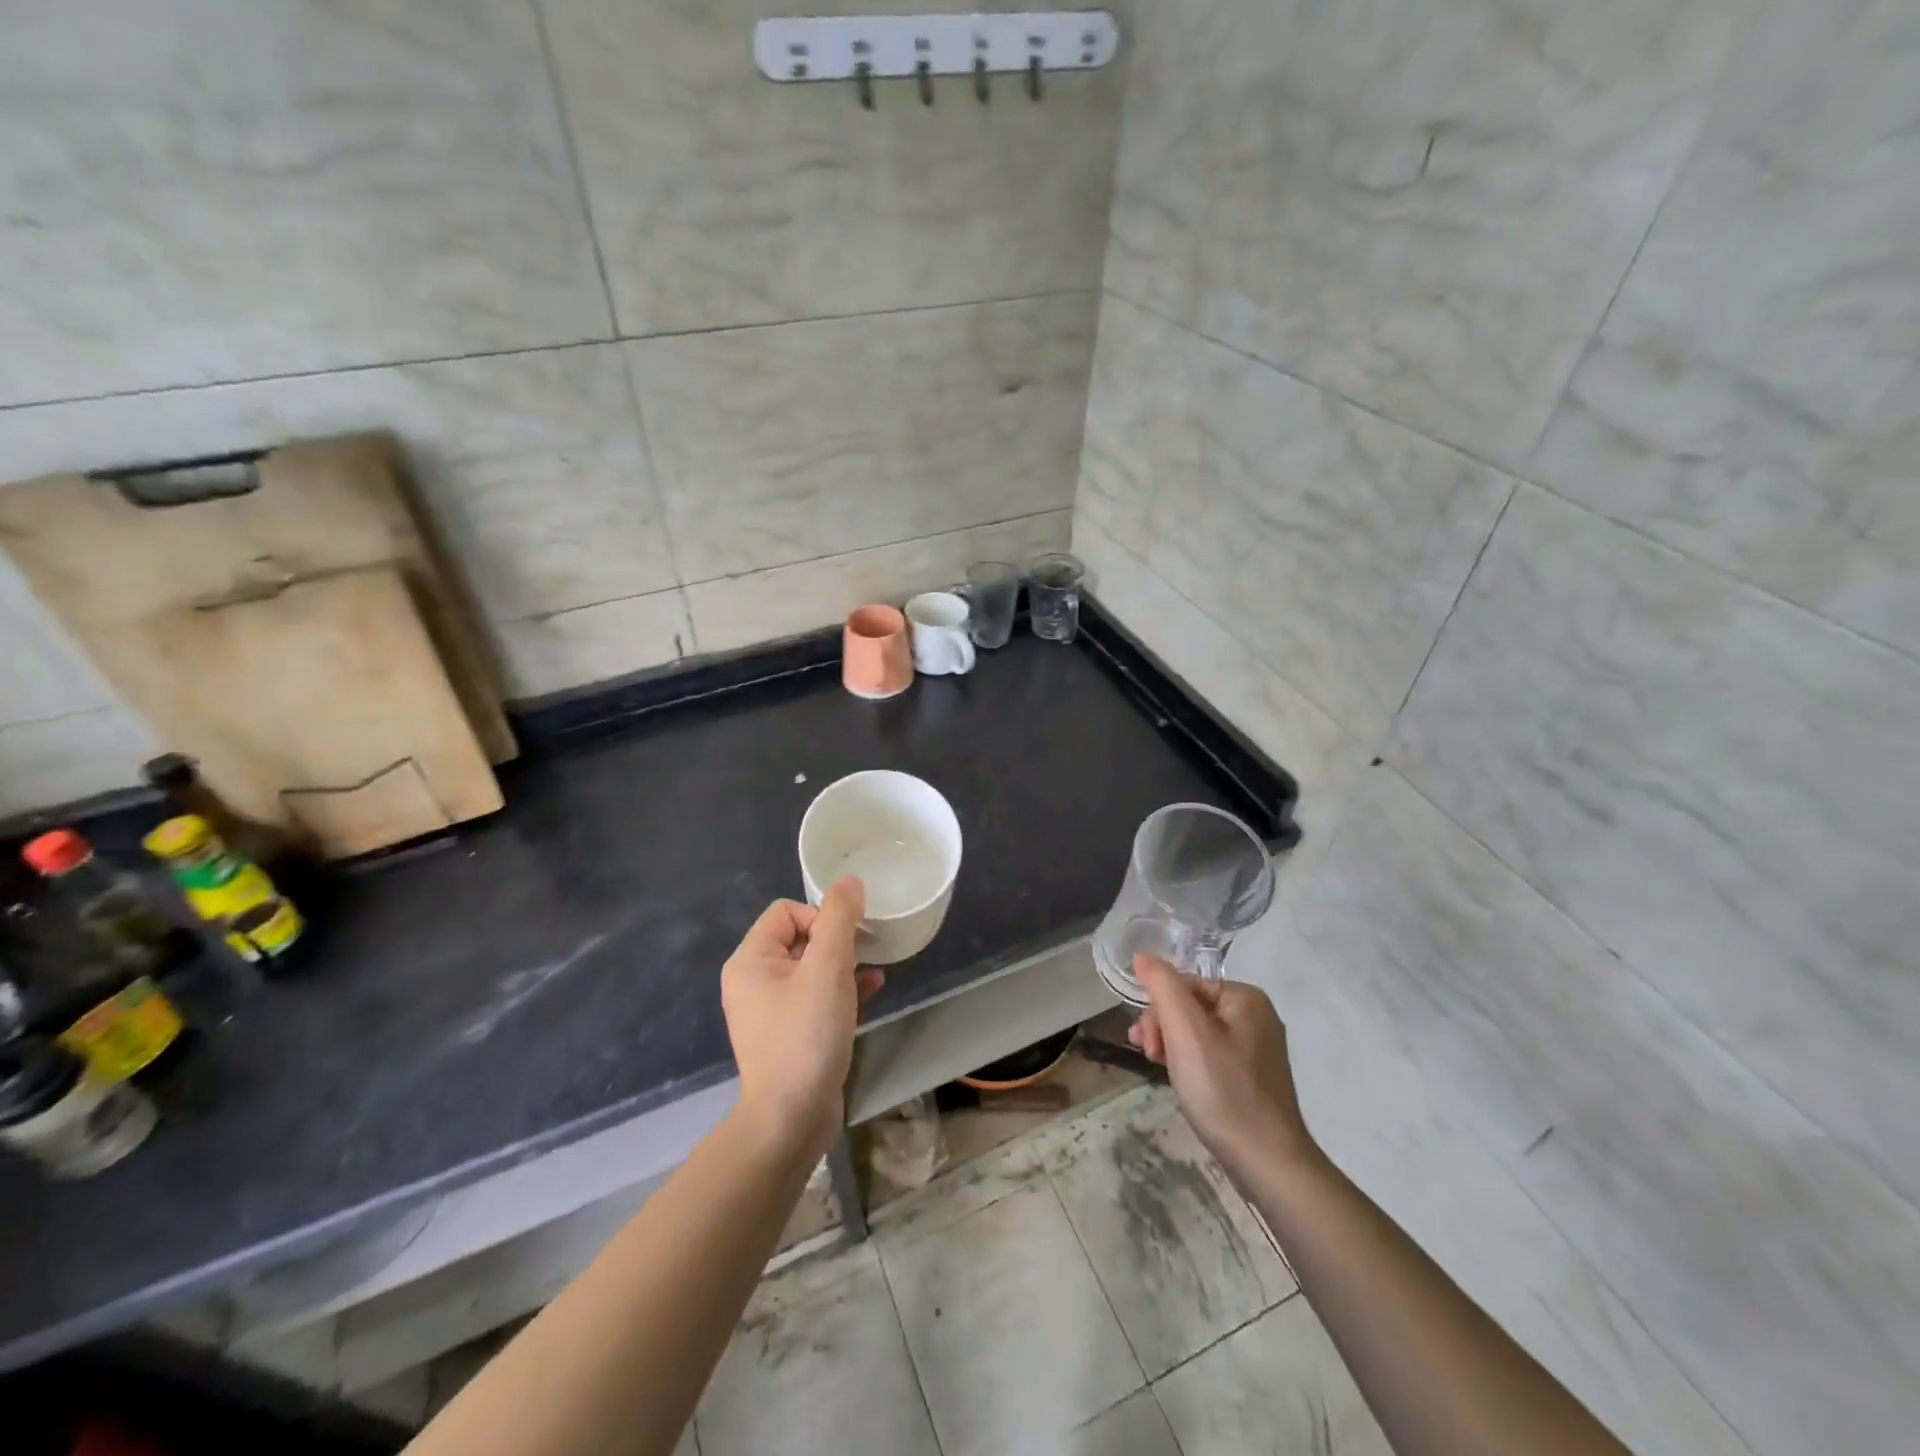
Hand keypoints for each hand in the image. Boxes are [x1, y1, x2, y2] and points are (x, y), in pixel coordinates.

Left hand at [721, 879, 882, 1157]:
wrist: (790, 1120)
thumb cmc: (806, 1035)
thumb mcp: (828, 969)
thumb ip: (839, 919)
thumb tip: (849, 882)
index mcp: (751, 960)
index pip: (788, 911)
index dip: (821, 917)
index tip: (846, 943)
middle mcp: (753, 981)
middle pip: (800, 938)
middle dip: (837, 942)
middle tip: (864, 957)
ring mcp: (769, 1011)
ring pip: (811, 968)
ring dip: (844, 965)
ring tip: (872, 973)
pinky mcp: (788, 1034)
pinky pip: (815, 997)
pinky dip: (840, 991)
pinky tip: (871, 992)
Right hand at [1129, 954, 1317, 1173]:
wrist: (1268, 1163)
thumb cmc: (1223, 1090)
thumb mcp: (1185, 1031)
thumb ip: (1163, 986)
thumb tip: (1142, 956)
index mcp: (1245, 997)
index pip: (1184, 983)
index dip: (1157, 1008)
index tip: (1145, 1041)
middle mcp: (1255, 1016)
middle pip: (1189, 1006)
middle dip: (1163, 1027)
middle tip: (1151, 1056)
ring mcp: (1256, 1048)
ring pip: (1196, 1032)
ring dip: (1171, 1044)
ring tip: (1158, 1068)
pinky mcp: (1253, 1077)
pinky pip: (1210, 1055)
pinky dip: (1189, 1062)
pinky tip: (1181, 1081)